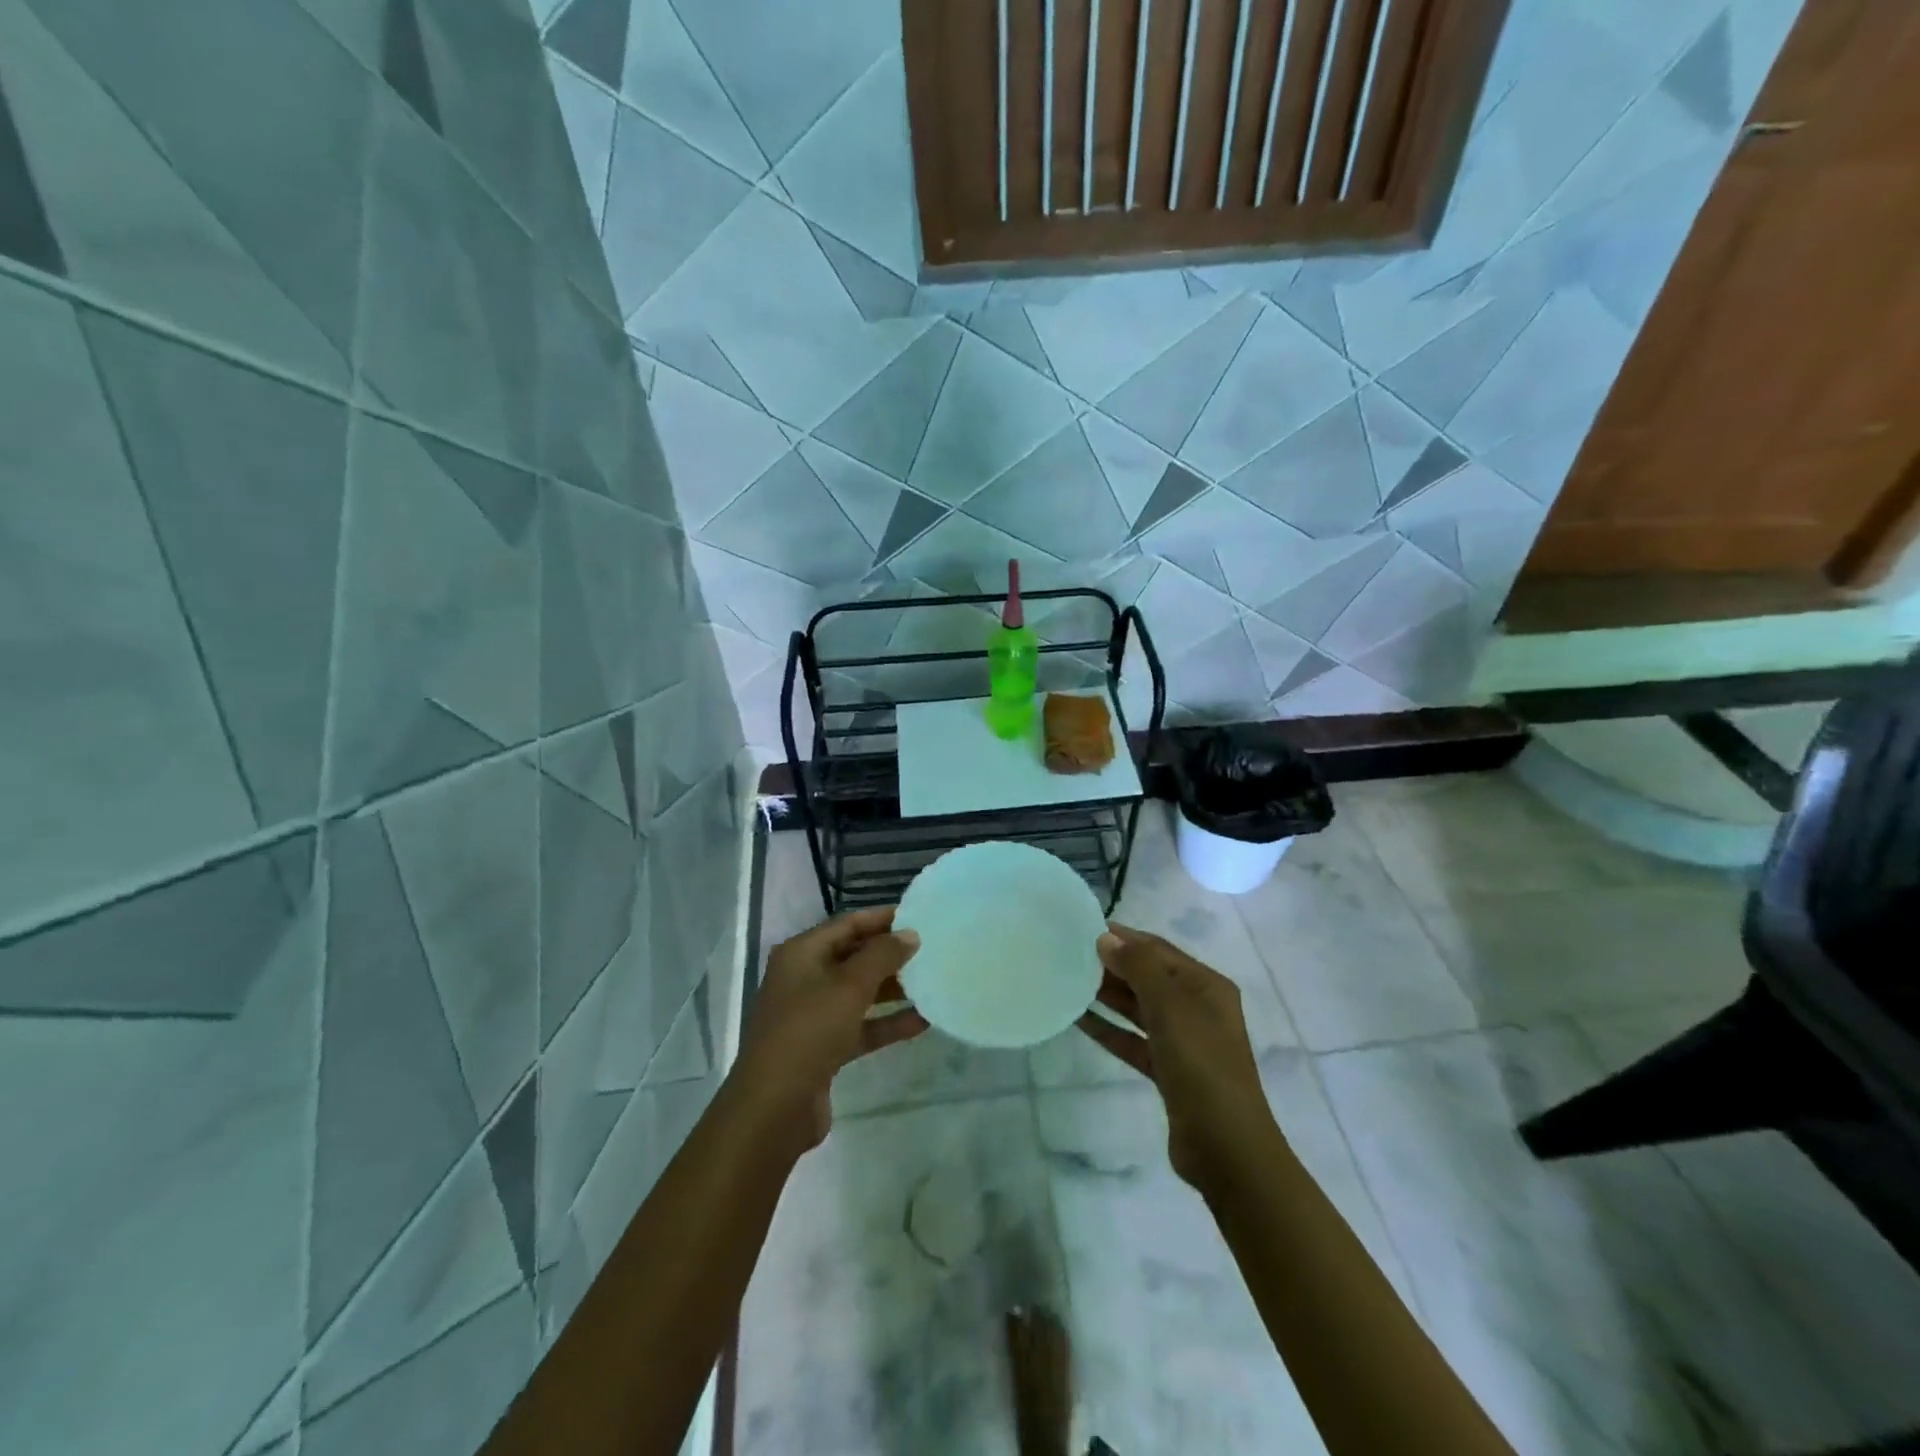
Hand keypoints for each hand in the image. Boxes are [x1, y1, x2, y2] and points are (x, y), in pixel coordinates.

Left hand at [732, 907, 925, 1151]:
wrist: (774, 1108)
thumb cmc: (809, 1031)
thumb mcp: (849, 986)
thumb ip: (883, 955)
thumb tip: (910, 934)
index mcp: (801, 954)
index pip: (848, 924)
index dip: (882, 919)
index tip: (919, 917)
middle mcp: (804, 978)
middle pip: (853, 956)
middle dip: (890, 954)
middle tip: (930, 949)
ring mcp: (812, 1014)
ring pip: (858, 993)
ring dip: (892, 988)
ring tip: (932, 982)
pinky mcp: (823, 1047)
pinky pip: (860, 1026)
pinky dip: (887, 1023)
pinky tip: (922, 1021)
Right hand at [1073, 923, 1279, 1191]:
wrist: (1226, 1147)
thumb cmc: (1202, 1065)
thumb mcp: (1171, 1007)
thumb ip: (1138, 968)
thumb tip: (1106, 938)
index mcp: (1206, 986)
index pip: (1160, 950)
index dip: (1126, 937)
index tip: (1085, 928)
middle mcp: (1197, 1008)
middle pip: (1149, 977)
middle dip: (1114, 965)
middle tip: (1070, 954)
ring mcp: (1184, 1042)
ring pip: (1139, 1008)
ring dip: (1108, 995)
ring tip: (1069, 980)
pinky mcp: (1168, 1071)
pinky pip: (1133, 1040)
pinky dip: (1109, 1029)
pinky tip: (1079, 1019)